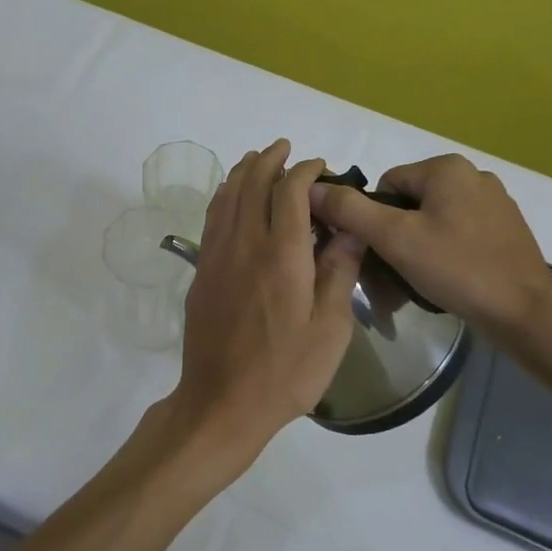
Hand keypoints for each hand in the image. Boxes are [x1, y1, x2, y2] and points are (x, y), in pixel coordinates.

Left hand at [171, 140, 365, 474]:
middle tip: (286, 148)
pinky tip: (230, 195)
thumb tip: (348, 226)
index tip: (320, 166)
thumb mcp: (330, 328)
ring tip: (258, 158)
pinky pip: (212, 217)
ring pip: (227, 196)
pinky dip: (224, 195)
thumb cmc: (286, 371)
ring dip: (244, 171)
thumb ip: (339, 271)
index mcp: (281, 254)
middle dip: (270, 159)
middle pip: (253, 183)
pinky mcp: (202, 270)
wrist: (222, 402)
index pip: (290, 192)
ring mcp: (217, 255)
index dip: (305, 171)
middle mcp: (245, 244)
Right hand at [308, 153, 551, 343]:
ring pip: (433, 222)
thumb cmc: (457, 269)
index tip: (380, 254)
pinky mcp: (506, 230)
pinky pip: (459, 235)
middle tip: (393, 277)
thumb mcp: (394, 238)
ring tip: (417, 284)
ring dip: (417, 249)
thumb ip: (350, 210)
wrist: (527, 315)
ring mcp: (494, 203)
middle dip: (395, 239)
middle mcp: (473, 175)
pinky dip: (444, 254)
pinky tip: (446, 282)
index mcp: (447, 167)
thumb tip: (312, 187)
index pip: (386, 184)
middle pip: (410, 203)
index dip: (374, 220)